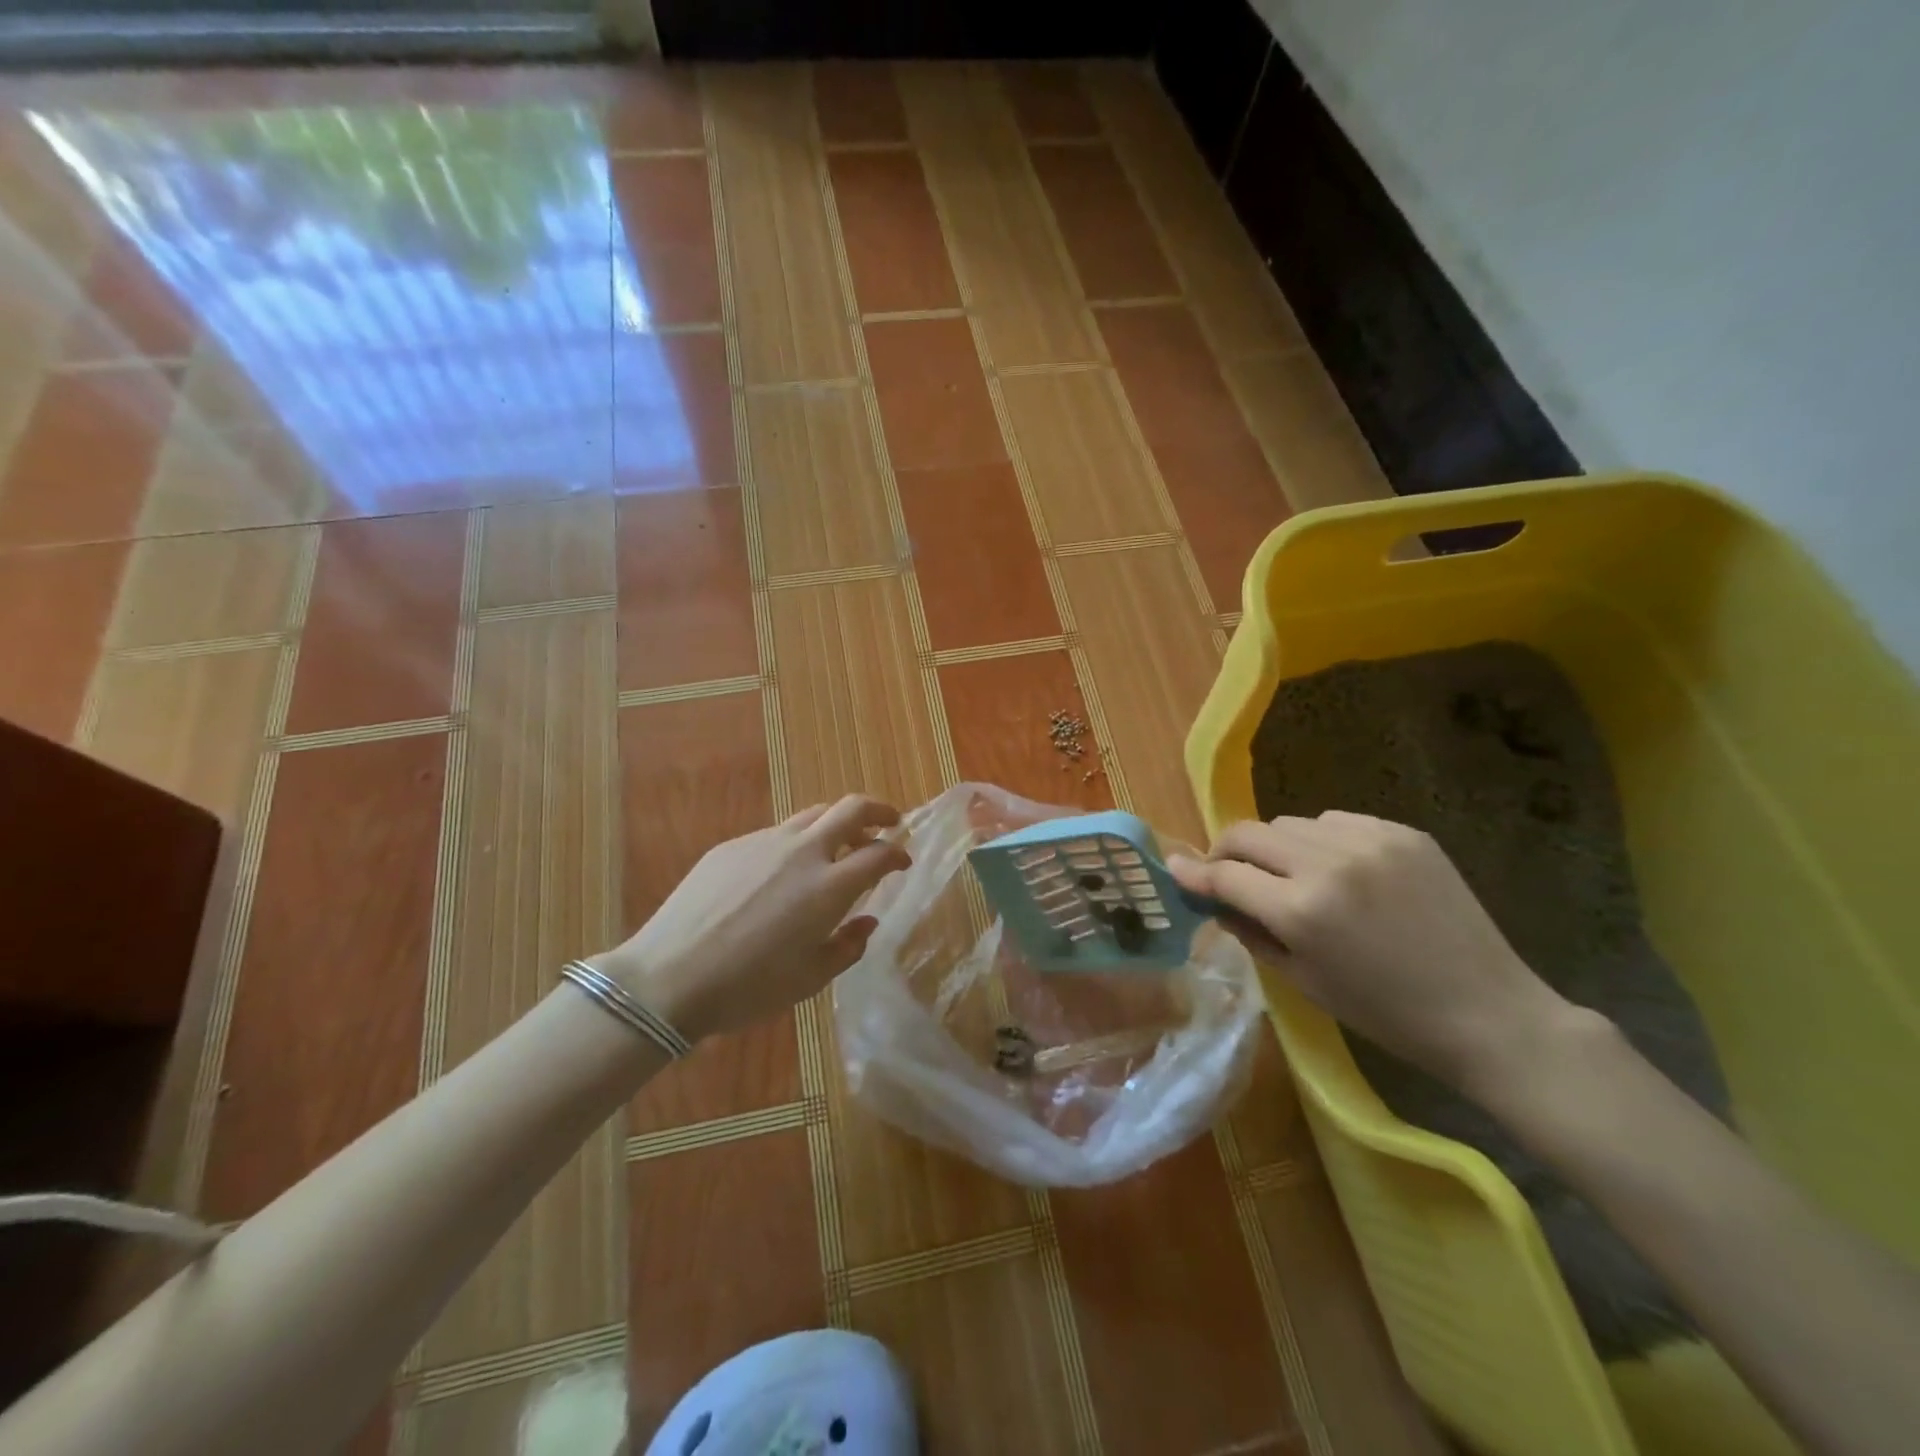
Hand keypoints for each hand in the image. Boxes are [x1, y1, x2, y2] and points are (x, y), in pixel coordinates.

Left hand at [592, 795, 909, 1042]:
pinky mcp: (732, 846)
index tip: (903, 862)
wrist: (668, 976)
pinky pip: (776, 834)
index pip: (879, 853)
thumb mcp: (810, 979)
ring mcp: (764, 842)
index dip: (898, 854)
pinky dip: (796, 843)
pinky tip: (782, 873)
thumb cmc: (748, 987)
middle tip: (889, 823)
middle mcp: (802, 852)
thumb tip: (866, 921)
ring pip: (812, 815)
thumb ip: (848, 946)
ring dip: (836, 823)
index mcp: (829, 886)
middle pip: (851, 809)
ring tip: (838, 845)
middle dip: (878, 811)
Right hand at [1170, 811, 1578, 1093]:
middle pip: (1250, 832)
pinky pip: (1336, 821)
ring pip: (1290, 822)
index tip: (1174, 868)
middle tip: (1226, 873)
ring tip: (1290, 875)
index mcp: (1302, 910)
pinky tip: (1338, 870)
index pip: (1225, 874)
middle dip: (1226, 851)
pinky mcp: (1404, 833)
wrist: (1488, 1012)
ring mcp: (1370, 841)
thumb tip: (1210, 898)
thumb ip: (1249, 930)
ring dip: (1275, 846)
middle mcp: (1329, 862)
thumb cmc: (1385, 1012)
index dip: (1193, 872)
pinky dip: (1319, 840)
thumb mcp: (1302, 981)